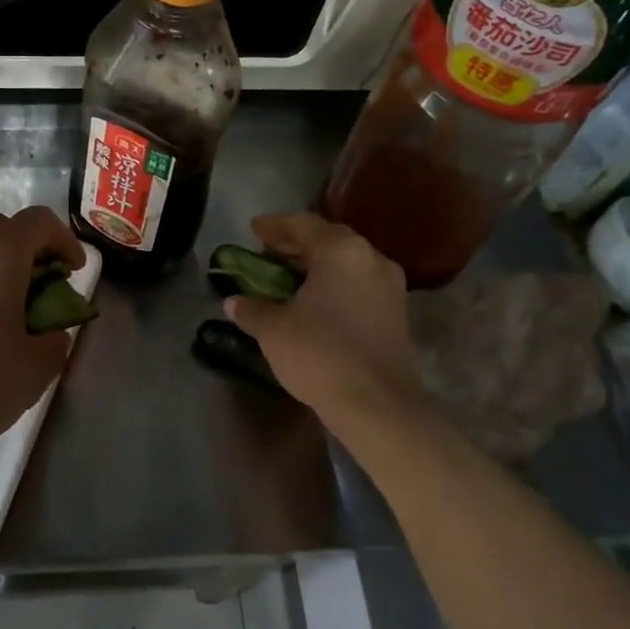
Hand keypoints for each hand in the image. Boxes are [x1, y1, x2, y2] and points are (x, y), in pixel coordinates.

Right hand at [223, 213, 422, 426]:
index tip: (252, 229)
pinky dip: (332, 284)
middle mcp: (371, 258)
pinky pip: (357, 284)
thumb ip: (252, 309)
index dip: (274, 226)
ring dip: (315, 266)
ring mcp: (389, 286)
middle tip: (266, 252)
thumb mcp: (273, 329)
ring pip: (345, 263)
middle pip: (328, 240)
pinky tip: (311, 301)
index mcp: (341, 251)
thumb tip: (234, 303)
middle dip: (295, 245)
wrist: (376, 403)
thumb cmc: (319, 353)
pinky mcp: (395, 313)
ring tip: (286, 277)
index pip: (302, 224)